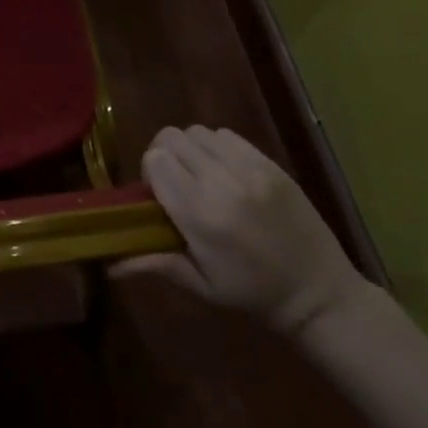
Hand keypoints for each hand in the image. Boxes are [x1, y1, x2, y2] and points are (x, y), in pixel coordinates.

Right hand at [118, 125, 366, 335]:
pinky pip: (227, 135)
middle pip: (171, 138)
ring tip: (200, 176)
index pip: (154, 161)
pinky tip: (225, 172)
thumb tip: (107, 263)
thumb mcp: (200, 285)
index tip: (157, 195)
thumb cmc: (253, 295)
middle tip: (175, 183)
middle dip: (164, 156)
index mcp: (200, 215)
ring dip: (190, 149)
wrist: (320, 294)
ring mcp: (250, 169)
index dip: (149, 173)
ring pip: (197, 132)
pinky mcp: (270, 163)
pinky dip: (216, 147)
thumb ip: (153, 263)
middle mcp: (222, 183)